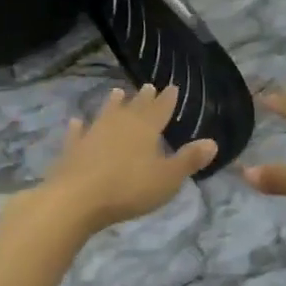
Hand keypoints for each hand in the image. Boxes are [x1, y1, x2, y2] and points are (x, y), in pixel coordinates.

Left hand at [32, 85, 216, 235]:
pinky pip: (77, 133)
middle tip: (148, 86)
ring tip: (117, 92)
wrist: (76, 200)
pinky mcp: (72, 149)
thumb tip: (212, 142)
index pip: (160, 109)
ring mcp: (93, 134)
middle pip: (135, 108)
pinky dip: (78, 127)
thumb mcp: (167, 178)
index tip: (172, 87)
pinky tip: (76, 122)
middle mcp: (120, 125)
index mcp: (145, 129)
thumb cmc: (129, 189)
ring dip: (113, 104)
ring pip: (106, 113)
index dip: (168, 99)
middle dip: (144, 98)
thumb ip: (189, 160)